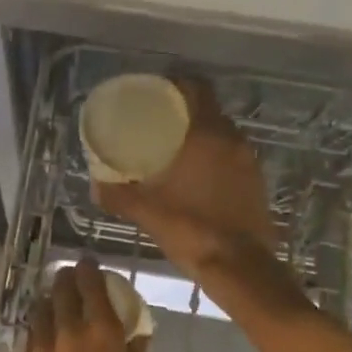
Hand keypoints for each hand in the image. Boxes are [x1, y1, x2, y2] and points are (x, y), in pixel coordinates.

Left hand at [16, 259, 150, 351]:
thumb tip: (136, 335)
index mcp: (103, 335)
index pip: (92, 285)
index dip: (91, 269)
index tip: (91, 263)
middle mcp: (67, 334)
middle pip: (60, 290)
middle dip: (68, 279)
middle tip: (74, 279)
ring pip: (40, 311)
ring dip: (50, 301)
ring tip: (58, 304)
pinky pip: (30, 339)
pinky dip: (40, 330)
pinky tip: (48, 340)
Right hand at [97, 76, 280, 280]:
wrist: (241, 267)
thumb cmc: (192, 230)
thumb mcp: (147, 212)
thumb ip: (118, 196)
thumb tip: (95, 186)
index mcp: (208, 136)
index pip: (198, 89)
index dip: (178, 84)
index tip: (157, 91)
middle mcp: (233, 140)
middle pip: (210, 110)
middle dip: (186, 110)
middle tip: (158, 120)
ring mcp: (249, 161)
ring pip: (223, 134)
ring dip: (202, 134)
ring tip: (175, 146)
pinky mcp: (257, 182)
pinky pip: (233, 155)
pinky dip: (215, 156)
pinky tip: (197, 174)